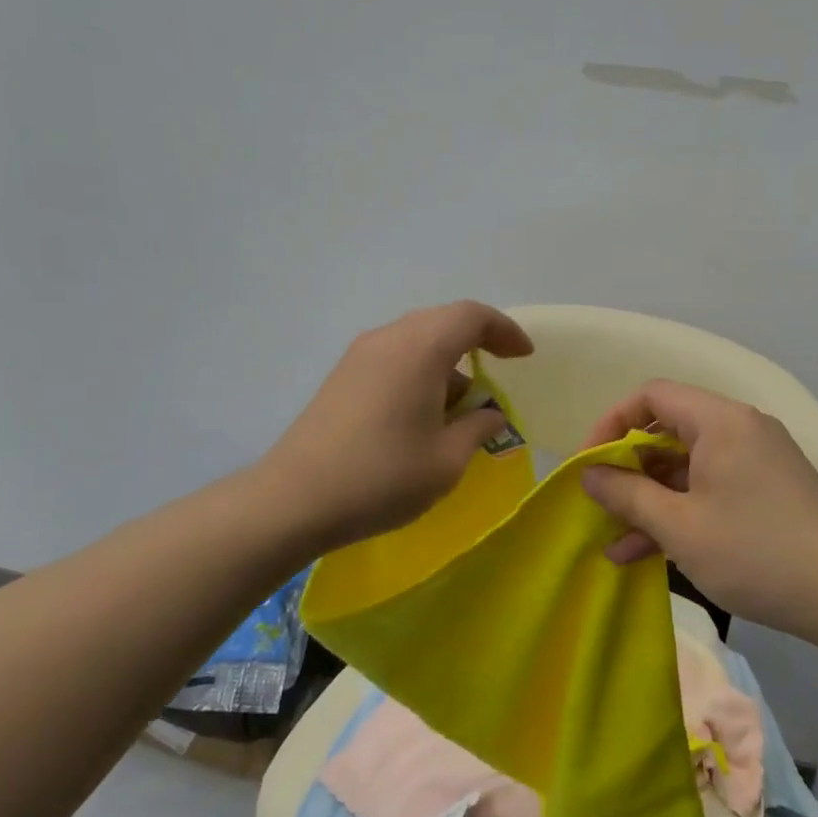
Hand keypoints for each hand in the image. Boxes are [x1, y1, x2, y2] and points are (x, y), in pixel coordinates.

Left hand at [267, 301, 533, 552]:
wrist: (294, 500)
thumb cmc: (382, 477)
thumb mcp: (447, 460)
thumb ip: (478, 428)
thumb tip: (491, 415)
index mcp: (421, 348)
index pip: (472, 316)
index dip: (504, 330)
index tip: (524, 356)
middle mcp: (389, 338)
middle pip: (443, 322)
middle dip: (477, 343)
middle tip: (498, 375)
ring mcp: (360, 355)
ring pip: (417, 340)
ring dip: (447, 363)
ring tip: (460, 409)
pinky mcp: (342, 376)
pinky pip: (394, 356)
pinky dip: (420, 372)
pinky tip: (422, 414)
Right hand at [580, 381, 817, 643]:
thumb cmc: (755, 552)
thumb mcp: (680, 527)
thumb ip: (627, 494)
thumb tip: (588, 474)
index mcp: (720, 421)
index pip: (652, 395)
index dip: (612, 424)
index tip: (589, 464)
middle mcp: (740, 429)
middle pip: (669, 430)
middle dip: (629, 468)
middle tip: (600, 503)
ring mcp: (756, 460)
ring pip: (687, 466)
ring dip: (651, 498)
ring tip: (615, 540)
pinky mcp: (766, 490)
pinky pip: (711, 487)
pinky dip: (681, 510)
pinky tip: (649, 552)